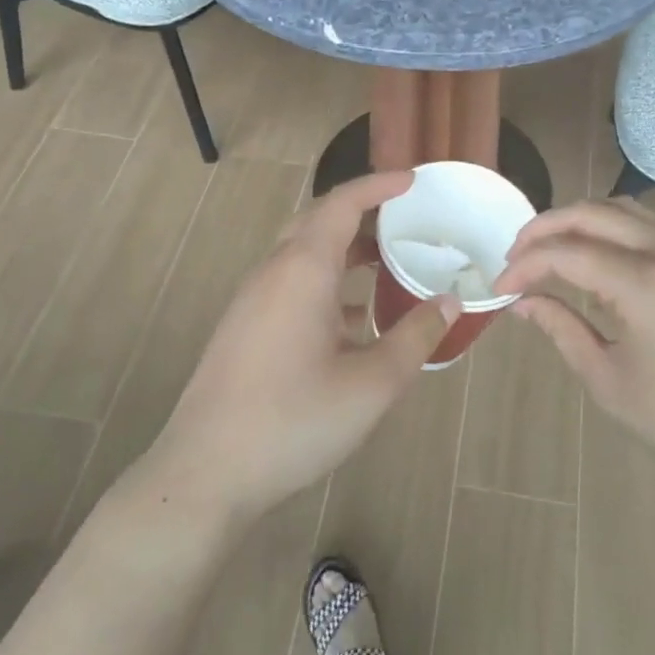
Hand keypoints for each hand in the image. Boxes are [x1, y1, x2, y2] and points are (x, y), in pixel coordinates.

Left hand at [143, 171, 459, 527]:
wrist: (205, 473)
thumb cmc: (294, 420)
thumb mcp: (372, 384)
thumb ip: (415, 337)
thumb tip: (449, 301)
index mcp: (303, 269)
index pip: (342, 203)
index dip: (380, 185)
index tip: (414, 181)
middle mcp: (274, 272)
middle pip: (319, 222)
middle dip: (364, 214)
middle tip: (407, 219)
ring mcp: (253, 300)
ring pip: (304, 254)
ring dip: (346, 251)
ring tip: (389, 264)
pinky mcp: (244, 327)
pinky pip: (292, 284)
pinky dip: (328, 284)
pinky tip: (355, 320)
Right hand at [493, 199, 654, 494]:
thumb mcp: (607, 380)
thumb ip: (560, 328)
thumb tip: (521, 301)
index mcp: (645, 285)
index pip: (567, 252)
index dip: (525, 264)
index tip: (499, 285)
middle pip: (591, 213)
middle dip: (544, 228)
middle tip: (515, 255)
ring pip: (621, 209)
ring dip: (577, 220)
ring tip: (547, 250)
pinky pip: (647, 224)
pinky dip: (610, 227)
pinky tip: (593, 255)